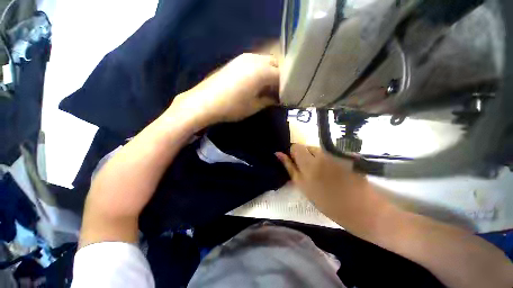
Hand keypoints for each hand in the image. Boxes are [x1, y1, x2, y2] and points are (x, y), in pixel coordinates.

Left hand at [168, 53, 278, 129]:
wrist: (205, 102)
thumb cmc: (232, 107)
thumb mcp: (254, 106)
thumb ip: (269, 100)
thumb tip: (278, 99)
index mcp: (262, 71)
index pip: (282, 76)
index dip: (285, 86)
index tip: (284, 96)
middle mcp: (255, 59)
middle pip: (275, 64)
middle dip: (279, 77)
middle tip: (277, 91)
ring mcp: (244, 57)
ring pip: (265, 61)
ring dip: (269, 72)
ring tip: (267, 87)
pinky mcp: (236, 60)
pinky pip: (254, 62)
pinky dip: (259, 70)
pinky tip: (255, 82)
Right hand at [276, 144, 393, 234]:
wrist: (362, 208)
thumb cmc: (328, 202)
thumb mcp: (304, 186)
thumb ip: (290, 168)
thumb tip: (278, 154)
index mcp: (308, 163)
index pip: (296, 147)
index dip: (294, 154)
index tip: (297, 164)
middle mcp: (320, 154)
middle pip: (306, 147)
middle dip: (304, 155)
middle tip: (309, 170)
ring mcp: (333, 154)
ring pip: (317, 149)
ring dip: (315, 157)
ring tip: (322, 172)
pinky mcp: (343, 154)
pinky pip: (327, 152)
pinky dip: (325, 159)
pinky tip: (332, 171)